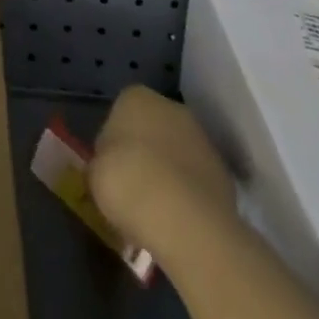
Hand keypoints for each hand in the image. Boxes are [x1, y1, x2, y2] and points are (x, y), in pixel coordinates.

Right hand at [89, 85, 237, 256]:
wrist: (186, 221)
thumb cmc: (128, 183)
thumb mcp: (95, 174)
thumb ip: (101, 163)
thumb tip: (108, 168)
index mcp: (135, 97)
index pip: (119, 113)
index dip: (113, 144)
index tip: (110, 171)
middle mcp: (171, 107)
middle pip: (151, 130)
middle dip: (144, 154)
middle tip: (133, 189)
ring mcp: (202, 138)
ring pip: (176, 154)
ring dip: (168, 174)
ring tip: (157, 211)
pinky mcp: (224, 173)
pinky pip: (196, 180)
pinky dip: (188, 196)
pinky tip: (179, 222)